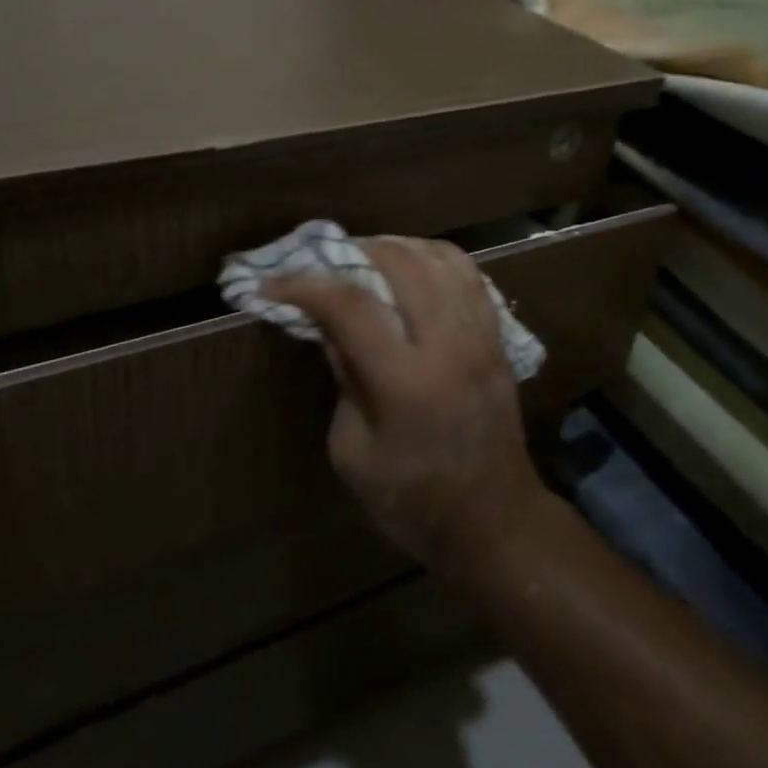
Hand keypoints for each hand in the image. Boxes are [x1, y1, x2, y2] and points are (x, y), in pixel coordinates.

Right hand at [268, 237, 548, 573]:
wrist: (493, 520)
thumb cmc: (411, 500)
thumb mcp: (352, 452)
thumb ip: (343, 380)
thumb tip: (333, 328)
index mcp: (404, 382)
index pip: (350, 305)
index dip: (303, 285)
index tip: (270, 285)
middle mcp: (447, 345)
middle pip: (400, 263)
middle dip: (353, 251)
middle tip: (322, 263)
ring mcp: (480, 336)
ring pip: (439, 258)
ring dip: (396, 247)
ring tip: (366, 259)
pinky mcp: (498, 338)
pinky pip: (469, 275)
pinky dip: (434, 259)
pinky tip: (413, 270)